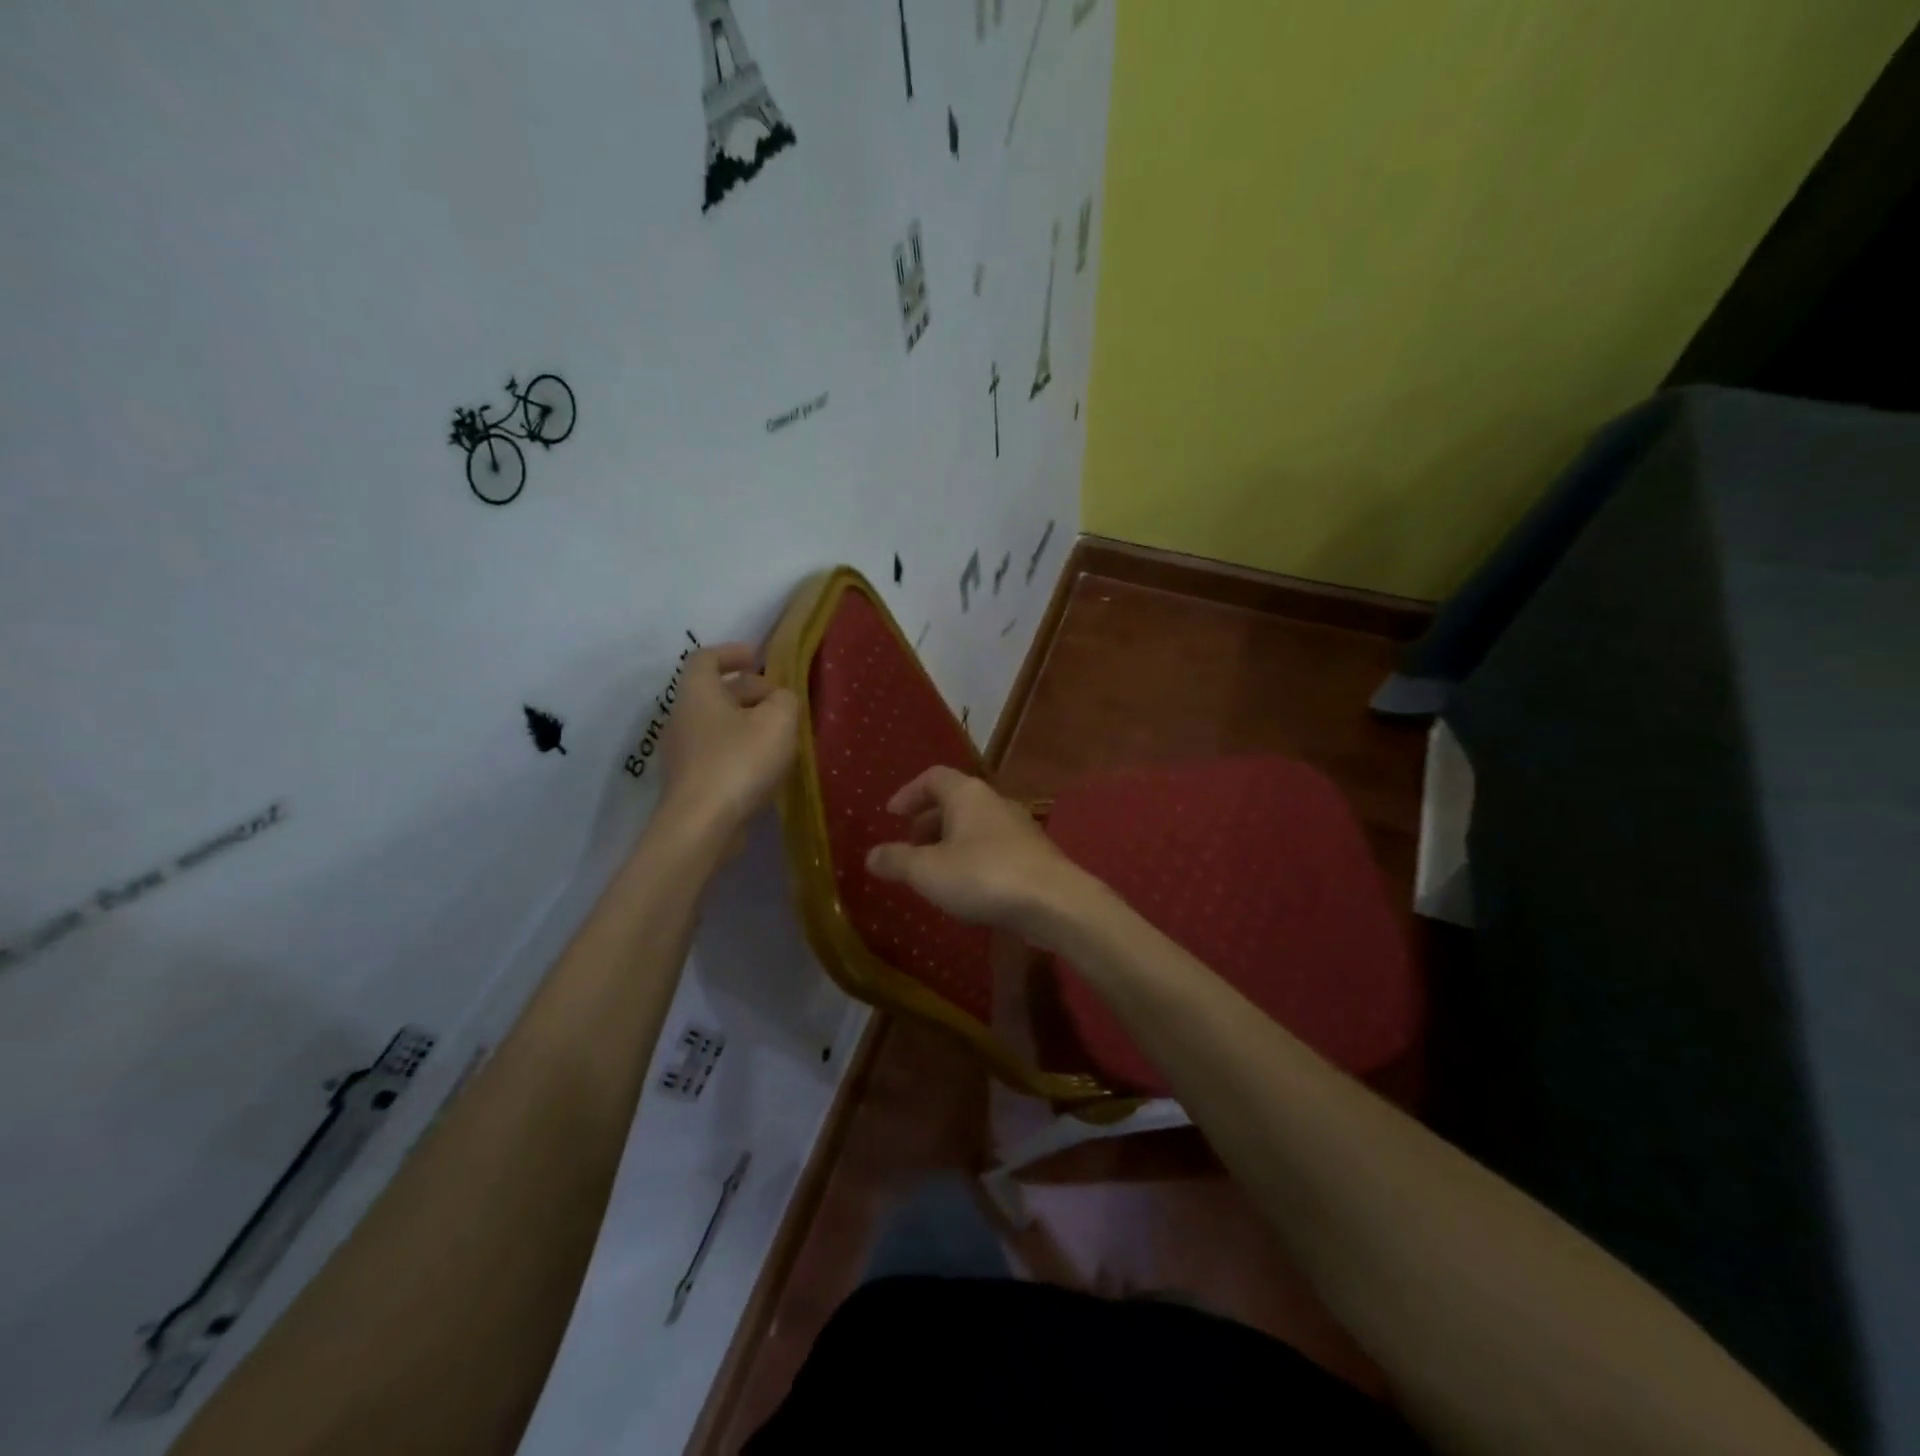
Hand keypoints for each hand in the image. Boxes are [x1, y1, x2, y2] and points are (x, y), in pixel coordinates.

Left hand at [659, 644, 798, 840]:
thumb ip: (785, 700)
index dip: (732, 653)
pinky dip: (739, 750)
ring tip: (778, 735)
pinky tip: (764, 767)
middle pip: (715, 693)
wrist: (702, 824)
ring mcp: (682, 752)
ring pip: (717, 725)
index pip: (706, 658)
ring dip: (746, 724)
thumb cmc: (739, 761)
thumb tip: (780, 699)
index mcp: (697, 693)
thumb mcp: (778, 721)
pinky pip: (716, 753)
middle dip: (749, 692)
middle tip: (781, 702)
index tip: (757, 657)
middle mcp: (682, 717)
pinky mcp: (689, 782)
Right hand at [865, 766, 1093, 941]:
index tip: (891, 815)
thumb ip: (897, 861)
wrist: (1054, 902)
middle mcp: (994, 802)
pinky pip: (992, 848)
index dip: (908, 793)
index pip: (932, 777)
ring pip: (974, 826)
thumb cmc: (984, 876)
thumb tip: (870, 855)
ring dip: (949, 843)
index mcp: (967, 794)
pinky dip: (971, 859)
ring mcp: (1018, 828)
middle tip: (909, 846)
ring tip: (933, 871)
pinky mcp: (1032, 855)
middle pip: (954, 801)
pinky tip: (965, 888)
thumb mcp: (928, 871)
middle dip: (927, 821)